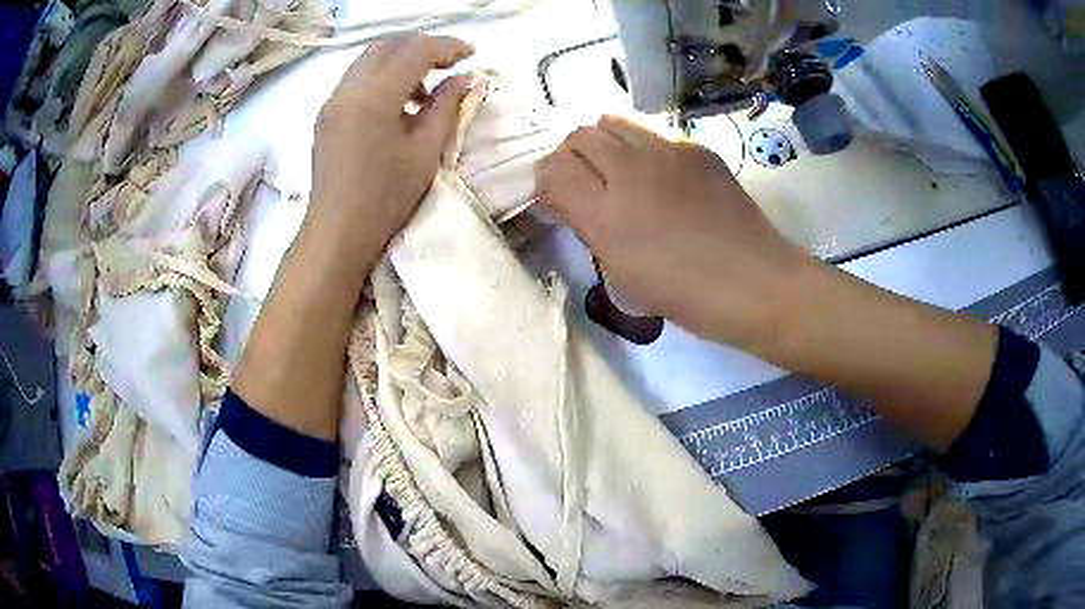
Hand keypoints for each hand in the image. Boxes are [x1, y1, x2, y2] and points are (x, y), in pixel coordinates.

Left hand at [306, 34, 475, 271]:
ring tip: (424, 89)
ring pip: (370, 58)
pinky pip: (357, 78)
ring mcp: (332, 100)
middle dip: (423, 46)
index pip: (414, 51)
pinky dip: (382, 76)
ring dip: (401, 60)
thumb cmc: (385, 198)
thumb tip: (464, 79)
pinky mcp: (326, 114)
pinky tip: (397, 103)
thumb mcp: (426, 152)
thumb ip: (446, 107)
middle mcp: (347, 89)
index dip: (448, 47)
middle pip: (388, 45)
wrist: (337, 232)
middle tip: (450, 64)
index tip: (472, 54)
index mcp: (373, 97)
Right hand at [536, 115, 813, 349]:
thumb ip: (588, 227)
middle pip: (579, 136)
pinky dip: (643, 149)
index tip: (559, 200)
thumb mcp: (622, 274)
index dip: (548, 182)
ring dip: (605, 143)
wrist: (753, 281)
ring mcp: (667, 150)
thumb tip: (570, 199)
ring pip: (613, 122)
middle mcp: (631, 169)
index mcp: (607, 214)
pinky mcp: (695, 146)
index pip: (553, 169)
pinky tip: (664, 179)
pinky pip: (653, 133)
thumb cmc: (685, 294)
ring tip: (620, 172)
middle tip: (586, 184)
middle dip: (572, 157)